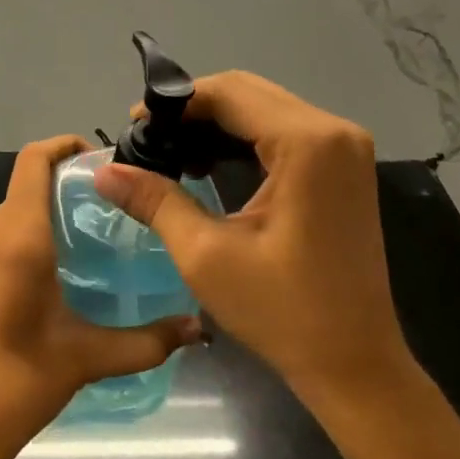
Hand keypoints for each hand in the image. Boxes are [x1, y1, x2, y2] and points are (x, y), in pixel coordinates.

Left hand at [0, 135, 202, 458]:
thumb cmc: (16, 385)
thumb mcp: (86, 358)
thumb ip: (147, 340)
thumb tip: (198, 329)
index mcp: (17, 235)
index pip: (35, 159)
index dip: (67, 145)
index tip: (107, 161)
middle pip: (30, 181)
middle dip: (72, 183)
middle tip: (120, 204)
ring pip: (18, 209)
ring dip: (54, 210)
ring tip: (101, 235)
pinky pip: (5, 234)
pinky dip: (35, 234)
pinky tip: (67, 269)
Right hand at [95, 73, 410, 401]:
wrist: (356, 366)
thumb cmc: (283, 313)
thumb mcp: (206, 255)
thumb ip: (155, 200)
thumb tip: (103, 171)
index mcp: (308, 144)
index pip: (229, 93)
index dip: (175, 102)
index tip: (133, 124)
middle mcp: (334, 131)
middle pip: (248, 92)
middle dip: (193, 109)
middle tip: (149, 139)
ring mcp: (345, 147)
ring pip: (264, 107)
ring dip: (215, 123)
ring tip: (171, 151)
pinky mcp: (344, 166)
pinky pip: (282, 130)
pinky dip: (242, 138)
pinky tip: (208, 164)